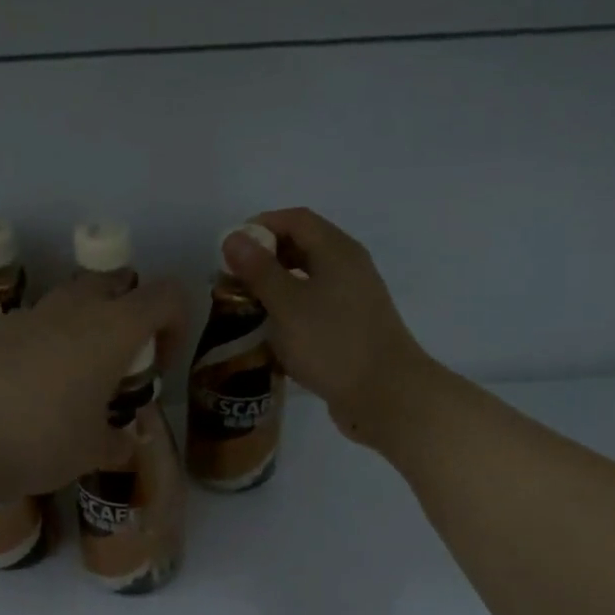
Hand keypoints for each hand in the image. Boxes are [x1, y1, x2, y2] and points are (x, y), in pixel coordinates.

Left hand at [0, 278, 185, 507]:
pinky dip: (44, 347)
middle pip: (115, 284)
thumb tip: (126, 444)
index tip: (160, 365)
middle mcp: (71, 309)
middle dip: (128, 314)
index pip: (166, 296)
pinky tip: (29, 394)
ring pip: (69, 302)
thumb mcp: (90, 453)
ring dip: (84, 329)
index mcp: (111, 328)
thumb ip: (118, 444)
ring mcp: (25, 317)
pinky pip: (32, 328)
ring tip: (74, 383)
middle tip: (120, 364)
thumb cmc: (38, 440)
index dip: (177, 324)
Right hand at [222, 208, 432, 447]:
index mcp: (337, 251)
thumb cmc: (332, 343)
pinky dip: (291, 310)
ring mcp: (353, 299)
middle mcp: (349, 268)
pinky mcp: (352, 327)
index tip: (229, 249)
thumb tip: (233, 237)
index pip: (296, 219)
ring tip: (246, 306)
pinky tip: (272, 332)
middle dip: (265, 258)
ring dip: (276, 286)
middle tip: (233, 280)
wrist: (385, 394)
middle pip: (303, 246)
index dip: (260, 226)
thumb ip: (258, 269)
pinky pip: (315, 306)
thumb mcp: (287, 304)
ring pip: (308, 279)